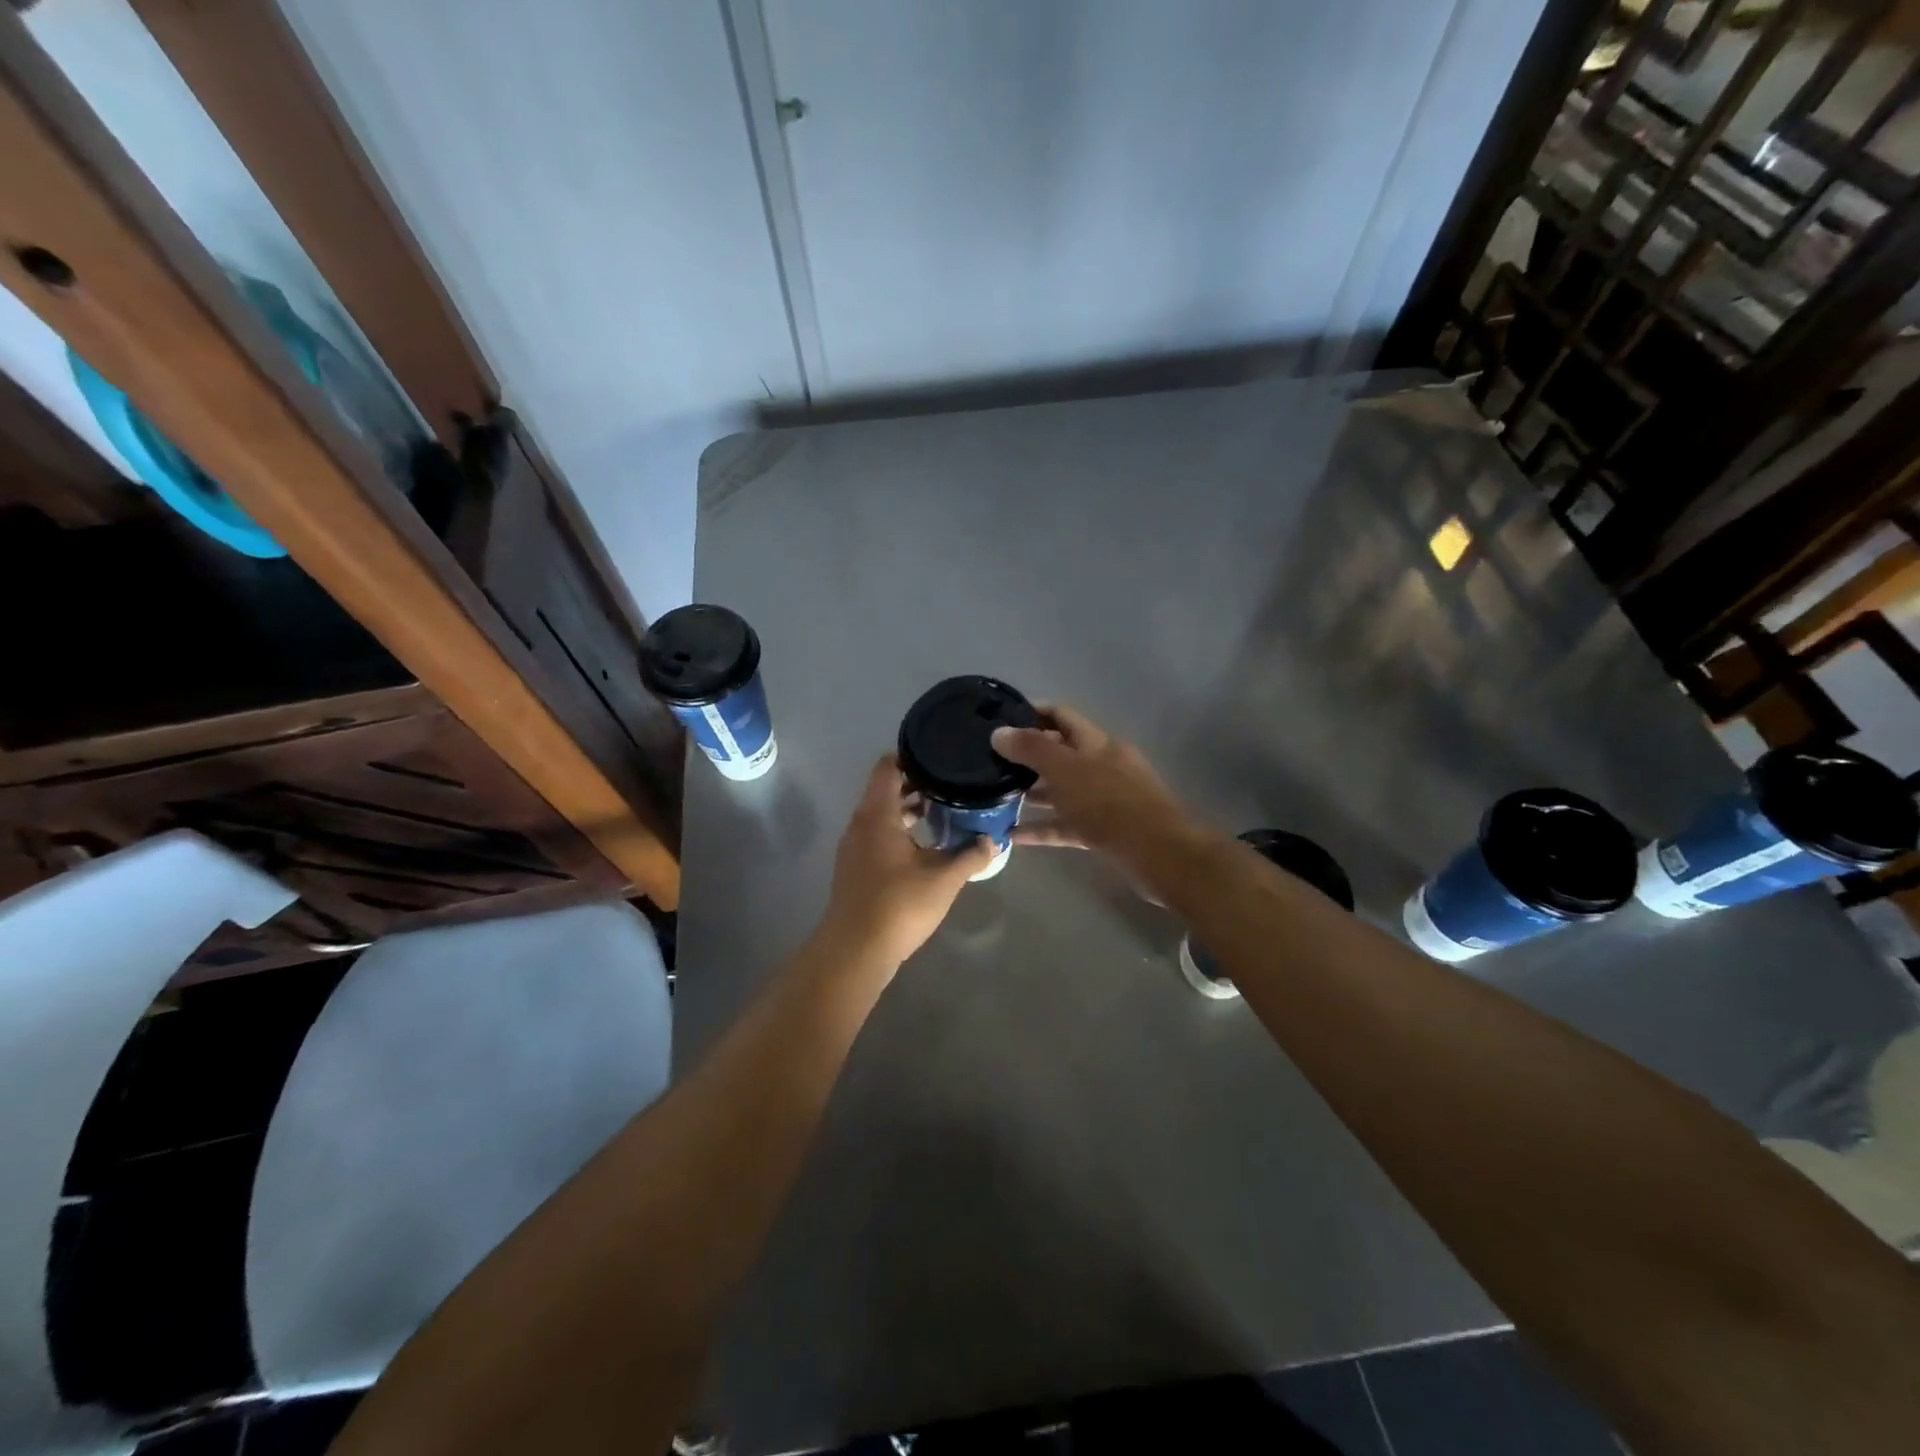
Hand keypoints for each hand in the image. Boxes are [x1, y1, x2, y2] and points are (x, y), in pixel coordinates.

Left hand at [817, 755, 996, 968]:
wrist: (855, 951)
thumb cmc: (899, 905)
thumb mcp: (944, 878)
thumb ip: (970, 855)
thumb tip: (992, 840)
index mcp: (878, 815)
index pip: (888, 768)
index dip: (911, 756)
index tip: (940, 756)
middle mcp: (861, 824)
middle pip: (885, 790)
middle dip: (917, 785)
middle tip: (951, 783)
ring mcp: (854, 848)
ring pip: (882, 815)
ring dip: (909, 811)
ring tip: (944, 811)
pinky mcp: (855, 869)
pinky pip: (878, 836)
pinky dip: (899, 831)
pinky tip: (925, 846)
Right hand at [991, 705, 1201, 877]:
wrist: (1157, 853)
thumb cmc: (1109, 803)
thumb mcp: (1065, 770)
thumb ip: (1031, 749)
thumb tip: (999, 732)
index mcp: (1096, 742)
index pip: (1061, 716)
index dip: (1032, 713)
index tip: (1000, 720)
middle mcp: (1101, 766)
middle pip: (1061, 754)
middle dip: (1028, 757)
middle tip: (991, 763)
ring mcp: (1104, 800)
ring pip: (1062, 791)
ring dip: (1033, 792)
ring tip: (997, 797)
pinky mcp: (1103, 831)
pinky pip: (1066, 824)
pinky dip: (1042, 828)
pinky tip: (1014, 835)